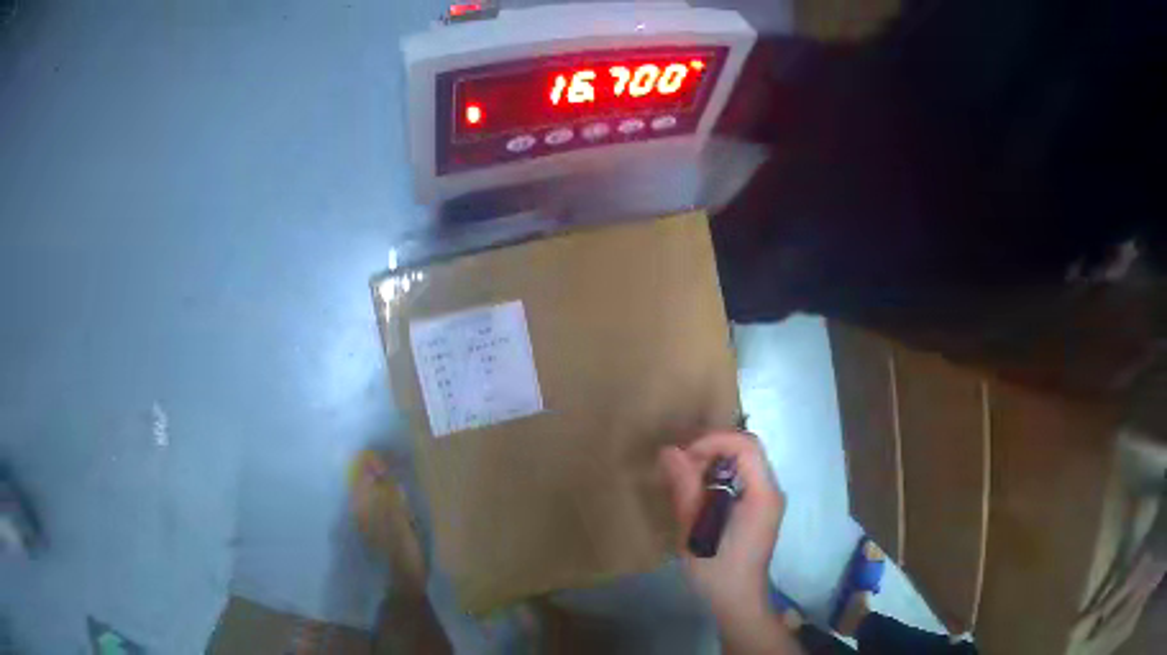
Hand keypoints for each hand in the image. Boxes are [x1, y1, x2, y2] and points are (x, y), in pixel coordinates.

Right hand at [659, 431, 785, 622]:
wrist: (738, 601)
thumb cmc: (717, 569)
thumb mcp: (694, 530)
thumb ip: (685, 488)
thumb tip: (669, 451)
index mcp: (762, 494)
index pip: (745, 446)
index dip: (713, 441)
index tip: (684, 455)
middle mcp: (771, 491)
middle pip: (747, 449)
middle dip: (712, 449)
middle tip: (682, 466)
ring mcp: (768, 500)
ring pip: (744, 462)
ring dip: (714, 462)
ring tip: (686, 480)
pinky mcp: (760, 509)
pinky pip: (742, 478)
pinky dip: (720, 477)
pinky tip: (700, 494)